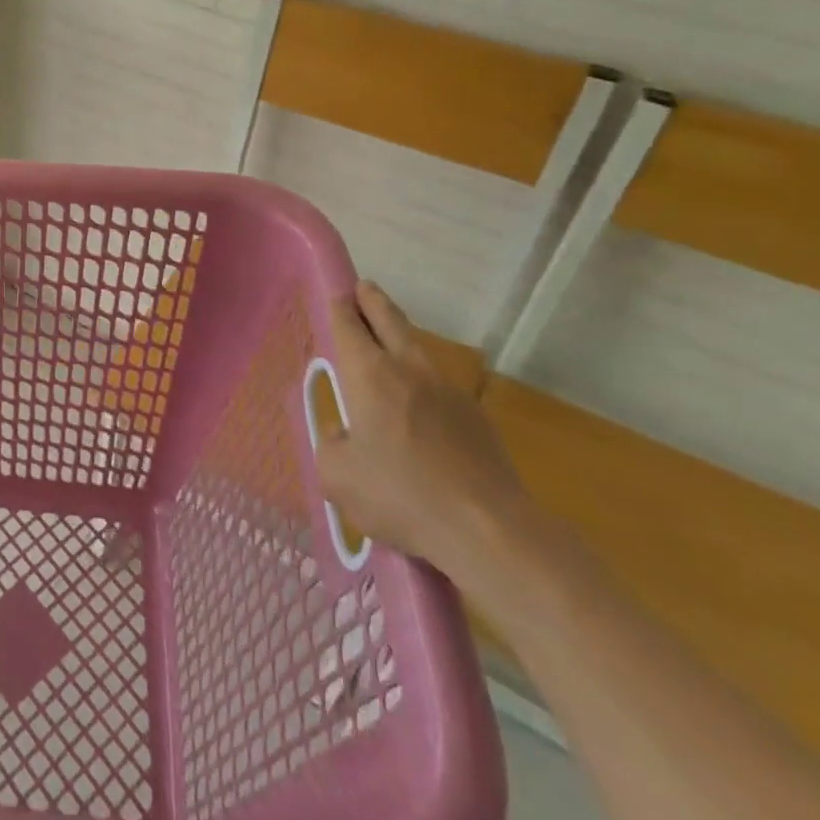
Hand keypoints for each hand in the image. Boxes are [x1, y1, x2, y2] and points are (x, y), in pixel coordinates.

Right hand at [316, 281, 531, 578]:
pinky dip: (423, 386)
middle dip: (373, 301)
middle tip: (363, 289)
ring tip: (387, 349)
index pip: (349, 324)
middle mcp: (408, 369)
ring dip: (400, 340)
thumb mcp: (337, 476)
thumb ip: (331, 445)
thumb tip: (343, 436)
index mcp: (369, 374)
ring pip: (417, 351)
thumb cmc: (400, 495)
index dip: (340, 306)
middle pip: (390, 320)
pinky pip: (439, 388)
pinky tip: (419, 414)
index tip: (336, 294)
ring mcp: (448, 391)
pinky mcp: (477, 418)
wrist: (488, 530)